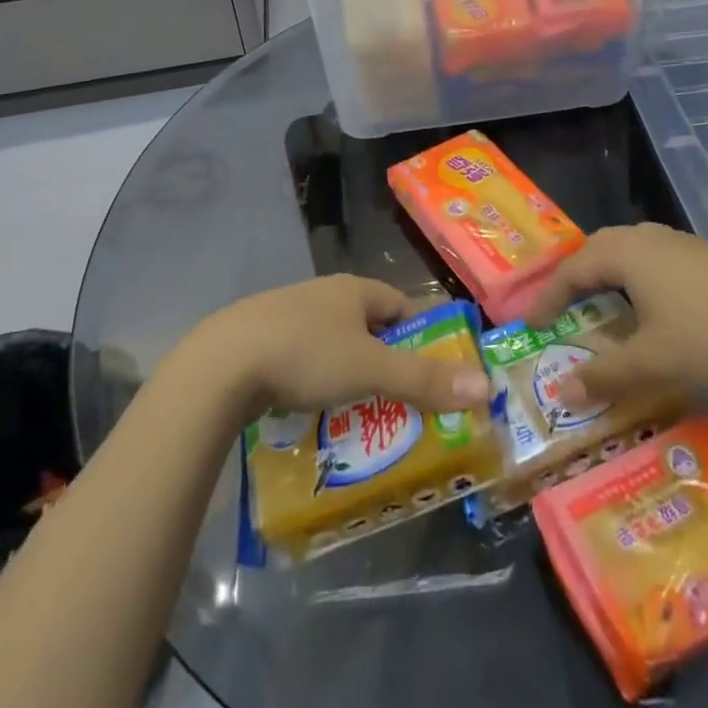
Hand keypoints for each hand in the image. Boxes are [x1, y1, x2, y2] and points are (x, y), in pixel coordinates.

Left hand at [191, 276, 489, 416]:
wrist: (222, 364)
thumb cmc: (305, 354)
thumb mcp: (370, 369)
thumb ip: (425, 379)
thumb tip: (485, 385)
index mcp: (352, 289)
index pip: (400, 306)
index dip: (422, 337)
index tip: (435, 374)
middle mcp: (323, 295)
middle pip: (368, 328)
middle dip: (387, 364)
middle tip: (403, 405)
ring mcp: (288, 315)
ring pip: (335, 346)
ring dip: (351, 377)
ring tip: (361, 418)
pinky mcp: (261, 340)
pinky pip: (304, 361)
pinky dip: (317, 384)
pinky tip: (314, 413)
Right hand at [524, 223, 707, 406]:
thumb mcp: (652, 362)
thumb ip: (603, 375)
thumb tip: (561, 391)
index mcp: (625, 252)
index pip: (571, 269)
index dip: (547, 298)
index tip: (531, 325)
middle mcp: (647, 237)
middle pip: (597, 250)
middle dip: (575, 279)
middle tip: (562, 309)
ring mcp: (680, 242)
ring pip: (628, 251)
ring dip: (608, 276)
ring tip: (602, 305)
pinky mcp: (706, 255)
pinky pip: (654, 259)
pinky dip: (637, 279)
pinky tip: (652, 306)